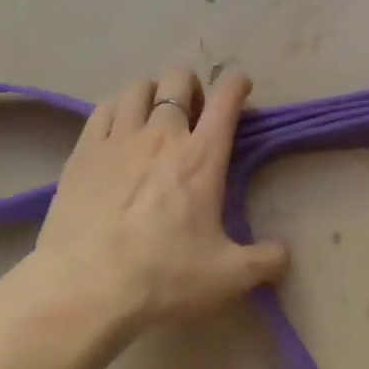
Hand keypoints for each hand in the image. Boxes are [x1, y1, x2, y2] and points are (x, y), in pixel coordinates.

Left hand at [34, 64, 288, 325]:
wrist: (86, 289)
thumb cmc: (163, 277)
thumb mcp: (227, 277)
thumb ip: (264, 261)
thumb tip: (284, 254)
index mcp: (203, 156)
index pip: (226, 100)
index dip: (237, 84)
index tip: (240, 85)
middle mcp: (163, 135)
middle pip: (178, 80)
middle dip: (191, 85)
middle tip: (192, 111)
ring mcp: (119, 139)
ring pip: (138, 87)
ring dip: (152, 91)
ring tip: (152, 112)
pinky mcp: (84, 151)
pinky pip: (103, 108)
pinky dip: (117, 106)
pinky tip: (118, 124)